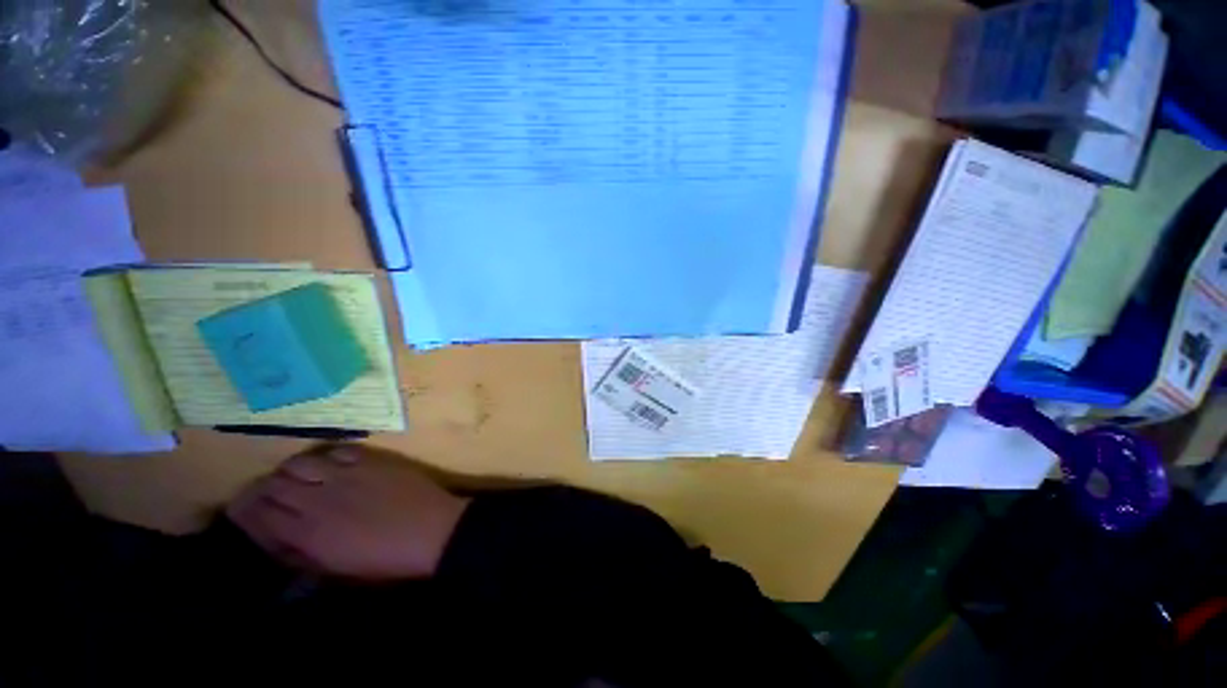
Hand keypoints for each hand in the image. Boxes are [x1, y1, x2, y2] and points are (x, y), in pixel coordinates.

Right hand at [227, 444, 470, 580]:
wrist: (433, 530)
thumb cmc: (386, 559)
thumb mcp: (336, 569)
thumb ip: (301, 553)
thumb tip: (277, 538)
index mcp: (308, 532)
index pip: (258, 513)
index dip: (245, 509)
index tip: (243, 509)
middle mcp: (319, 499)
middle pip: (273, 484)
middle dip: (264, 488)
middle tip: (269, 493)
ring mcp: (346, 474)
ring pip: (299, 462)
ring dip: (291, 470)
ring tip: (299, 478)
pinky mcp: (371, 460)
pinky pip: (337, 450)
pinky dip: (326, 456)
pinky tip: (332, 465)